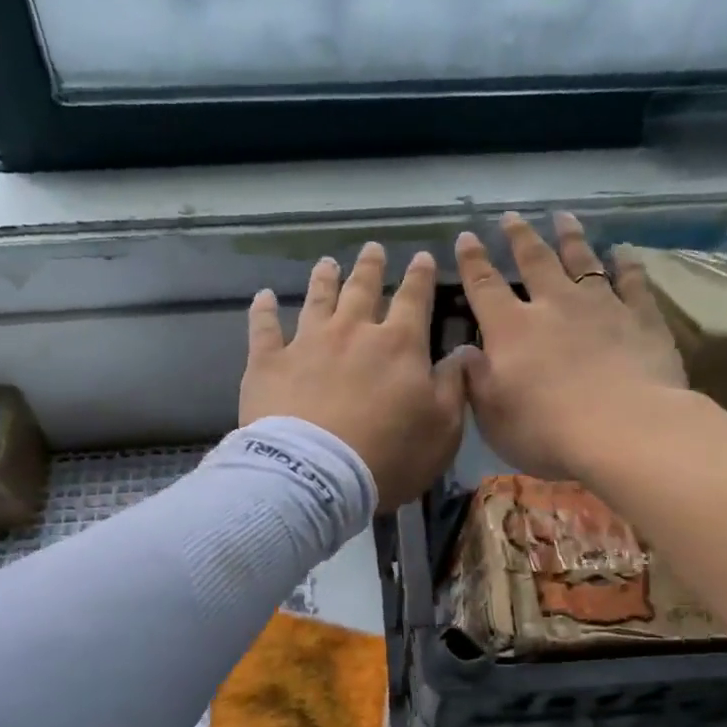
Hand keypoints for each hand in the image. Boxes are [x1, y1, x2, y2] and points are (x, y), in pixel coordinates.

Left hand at [242, 243, 466, 508]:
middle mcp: (352, 332)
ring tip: (326, 263)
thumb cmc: (388, 457)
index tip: (420, 257)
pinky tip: (263, 296)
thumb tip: (463, 352)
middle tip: (371, 249)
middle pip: (362, 290)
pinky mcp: (268, 363)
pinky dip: (263, 310)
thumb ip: (453, 387)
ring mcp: (306, 343)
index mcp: (398, 344)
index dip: (419, 277)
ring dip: (323, 280)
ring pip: (316, 300)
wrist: (316, 477)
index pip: (413, 299)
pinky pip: (263, 327)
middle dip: (370, 267)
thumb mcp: (443, 429)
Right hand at [456, 211, 687, 478]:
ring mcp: (601, 307)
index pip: (484, 286)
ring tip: (564, 217)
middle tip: (511, 216)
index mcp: (511, 329)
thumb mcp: (492, 416)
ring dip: (571, 237)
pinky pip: (633, 281)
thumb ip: (475, 380)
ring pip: (583, 261)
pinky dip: (627, 264)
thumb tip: (463, 353)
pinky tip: (623, 251)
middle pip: (535, 261)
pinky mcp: (641, 318)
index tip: (466, 237)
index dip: (473, 262)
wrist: (624, 429)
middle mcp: (554, 305)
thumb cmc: (547, 430)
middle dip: (520, 237)